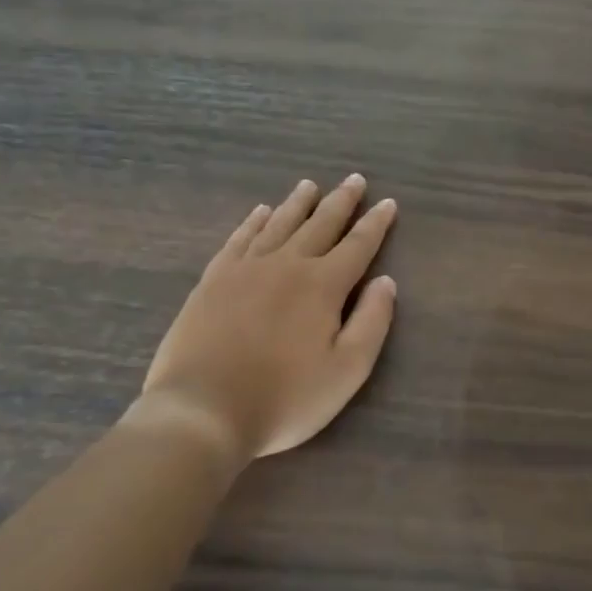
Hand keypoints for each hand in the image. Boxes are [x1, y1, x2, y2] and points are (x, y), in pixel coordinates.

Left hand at [130, 176, 397, 466]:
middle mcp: (287, 265)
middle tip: (354, 180)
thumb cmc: (285, 398)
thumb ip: (372, 322)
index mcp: (323, 285)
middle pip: (320, 224)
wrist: (203, 411)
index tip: (388, 203)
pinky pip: (239, 239)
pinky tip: (260, 212)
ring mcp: (246, 269)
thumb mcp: (347, 371)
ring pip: (279, 224)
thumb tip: (386, 282)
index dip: (376, 224)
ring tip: (310, 186)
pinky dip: (253, 222)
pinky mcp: (213, 280)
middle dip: (341, 201)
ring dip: (298, 203)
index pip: (358, 245)